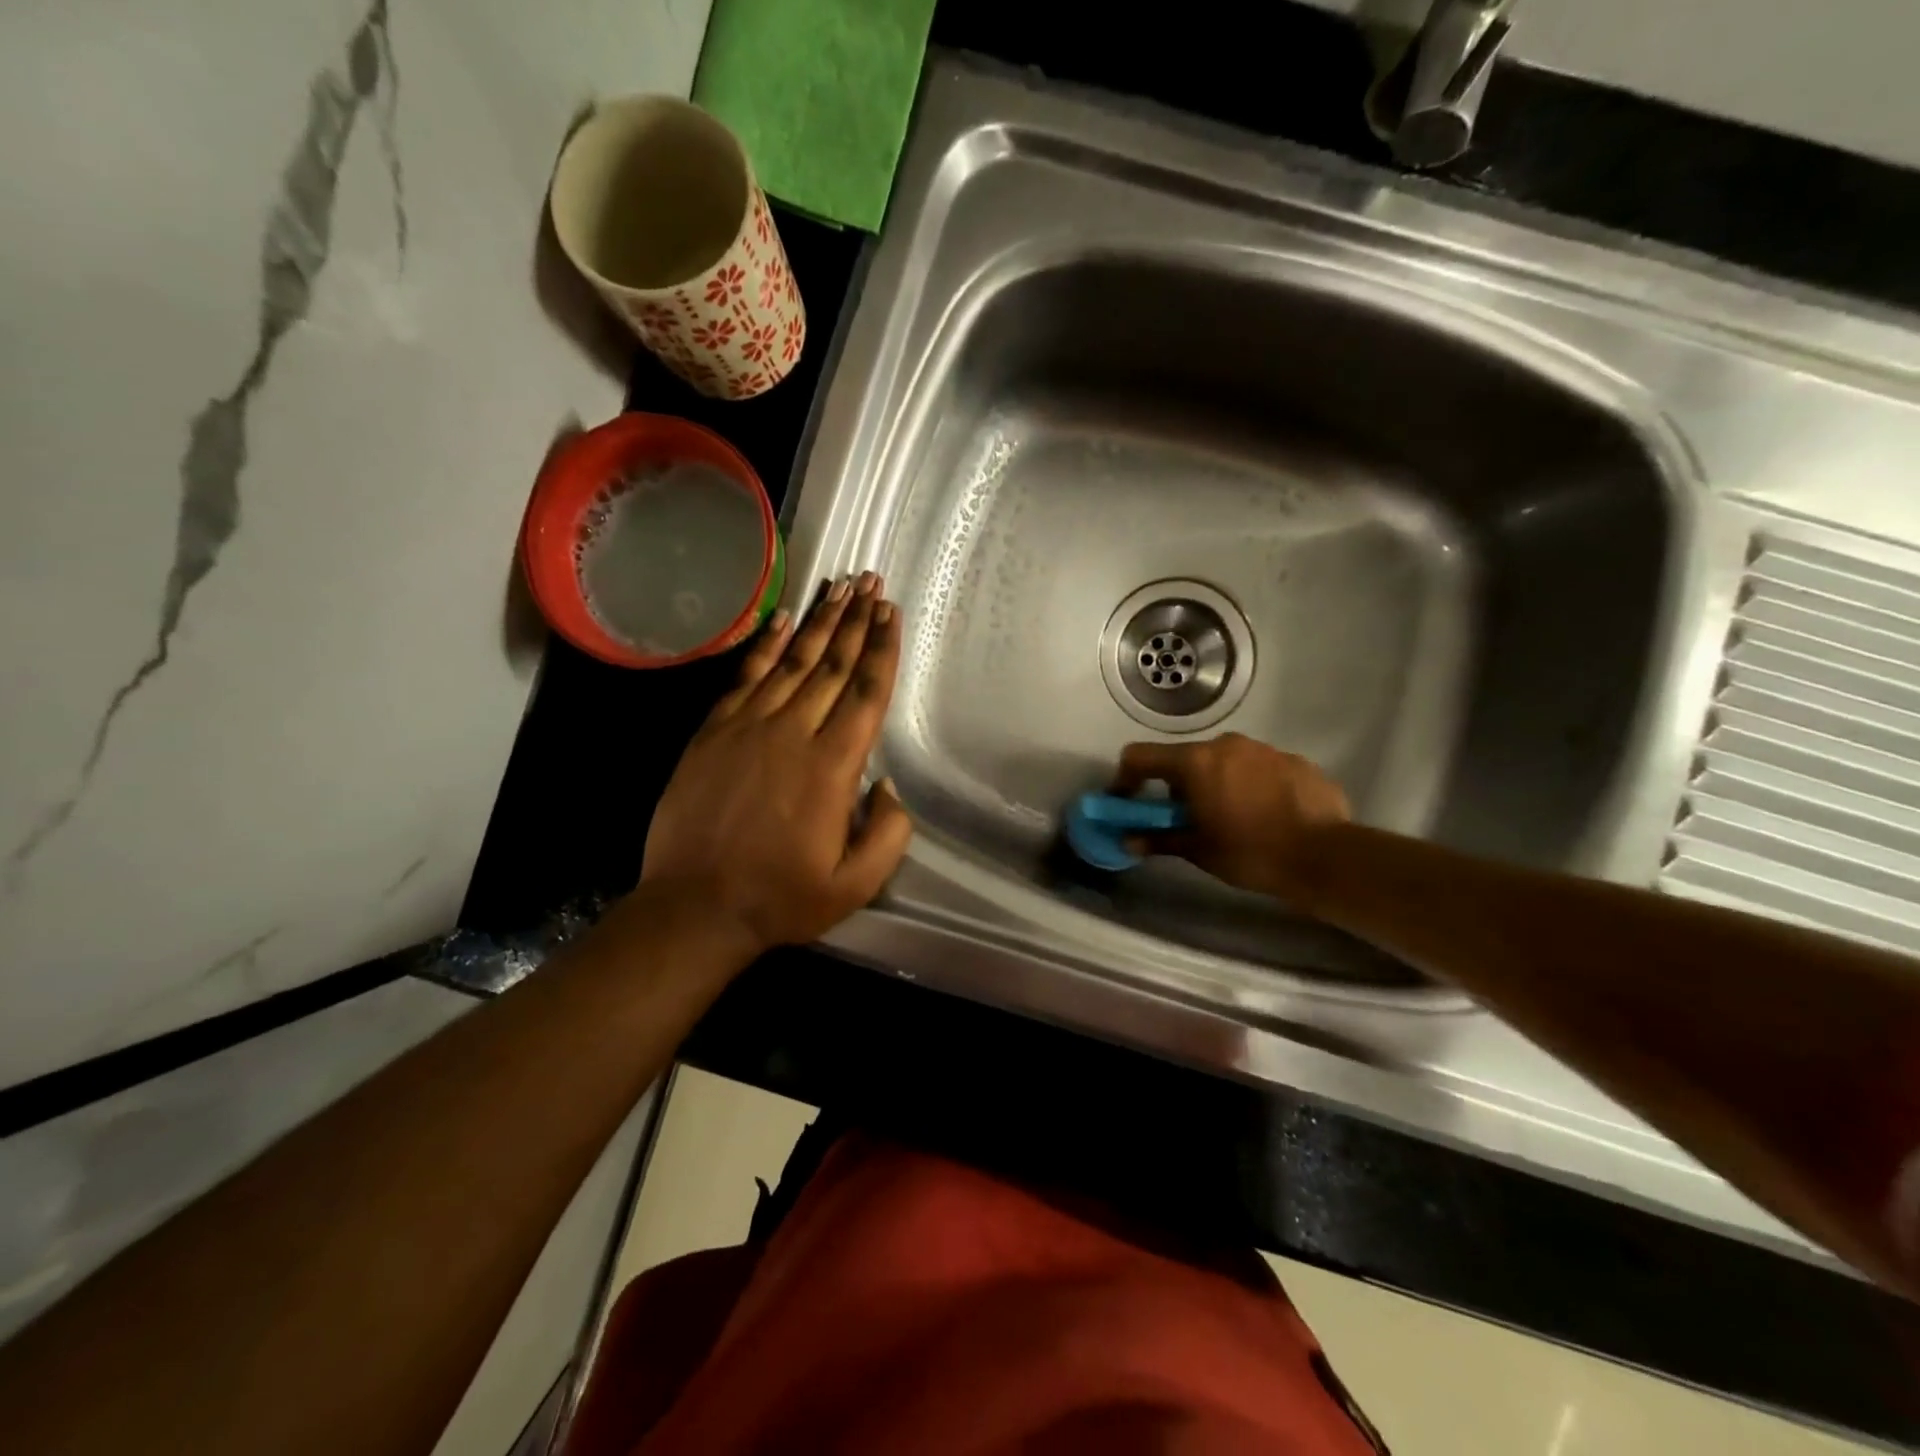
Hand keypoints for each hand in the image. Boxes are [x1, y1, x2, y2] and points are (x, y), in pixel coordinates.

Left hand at [642, 572, 912, 953]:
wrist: (695, 906)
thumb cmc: (781, 897)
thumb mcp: (856, 883)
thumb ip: (889, 833)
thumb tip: (887, 785)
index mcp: (833, 766)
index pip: (866, 692)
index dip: (882, 649)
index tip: (891, 612)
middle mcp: (793, 733)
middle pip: (833, 665)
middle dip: (857, 621)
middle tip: (872, 583)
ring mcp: (748, 726)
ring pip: (792, 661)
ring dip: (820, 622)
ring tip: (840, 588)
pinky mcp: (714, 731)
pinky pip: (745, 676)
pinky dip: (766, 645)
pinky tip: (783, 620)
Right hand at [1111, 732, 1349, 903]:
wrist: (1325, 857)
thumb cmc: (1250, 853)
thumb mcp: (1198, 850)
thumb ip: (1158, 839)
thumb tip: (1129, 841)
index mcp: (1195, 762)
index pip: (1141, 756)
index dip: (1126, 777)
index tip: (1128, 800)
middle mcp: (1226, 745)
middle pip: (1185, 758)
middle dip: (1178, 785)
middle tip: (1186, 818)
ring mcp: (1264, 749)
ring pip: (1225, 761)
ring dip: (1216, 783)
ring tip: (1231, 818)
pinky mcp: (1295, 761)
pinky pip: (1259, 769)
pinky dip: (1251, 786)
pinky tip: (1266, 816)